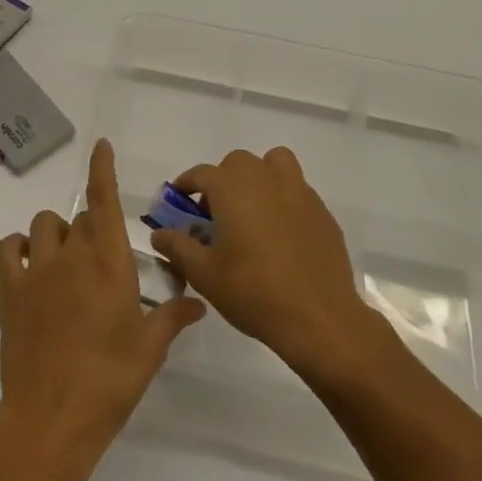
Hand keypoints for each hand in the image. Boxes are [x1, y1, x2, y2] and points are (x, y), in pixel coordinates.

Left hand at [0, 140, 204, 480]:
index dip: (102, 168)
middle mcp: (72, 254)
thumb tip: (199, 302)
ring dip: (57, 234)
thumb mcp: (150, 349)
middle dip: (93, 228)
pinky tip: (29, 265)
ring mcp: (37, 269)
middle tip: (102, 263)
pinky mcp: (9, 289)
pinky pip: (8, 248)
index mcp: (109, 262)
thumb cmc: (110, 381)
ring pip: (44, 225)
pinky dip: (17, 247)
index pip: (104, 199)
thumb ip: (174, 317)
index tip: (101, 145)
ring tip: (66, 262)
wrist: (52, 419)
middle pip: (80, 216)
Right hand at [150, 147, 378, 384]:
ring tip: (253, 211)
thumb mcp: (204, 274)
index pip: (202, 173)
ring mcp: (299, 192)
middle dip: (223, 180)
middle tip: (216, 214)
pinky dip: (284, 200)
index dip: (187, 185)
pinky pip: (297, 191)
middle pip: (238, 163)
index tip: (179, 202)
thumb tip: (159, 233)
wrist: (318, 318)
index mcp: (233, 188)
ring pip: (275, 164)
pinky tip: (281, 235)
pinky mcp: (322, 212)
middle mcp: (265, 178)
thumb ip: (177, 247)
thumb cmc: (253, 292)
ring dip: (259, 177)